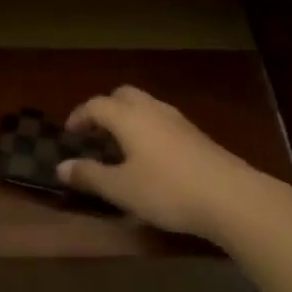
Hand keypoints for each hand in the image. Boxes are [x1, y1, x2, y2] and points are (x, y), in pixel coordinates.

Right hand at [58, 86, 277, 240]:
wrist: (231, 196)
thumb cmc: (167, 190)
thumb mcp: (122, 189)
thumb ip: (90, 176)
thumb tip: (61, 167)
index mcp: (129, 117)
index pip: (96, 104)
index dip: (79, 116)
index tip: (69, 134)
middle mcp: (152, 109)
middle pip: (122, 95)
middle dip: (105, 109)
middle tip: (95, 134)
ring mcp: (177, 120)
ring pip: (145, 105)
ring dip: (127, 118)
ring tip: (120, 146)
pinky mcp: (196, 134)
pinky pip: (161, 119)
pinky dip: (146, 128)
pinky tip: (150, 157)